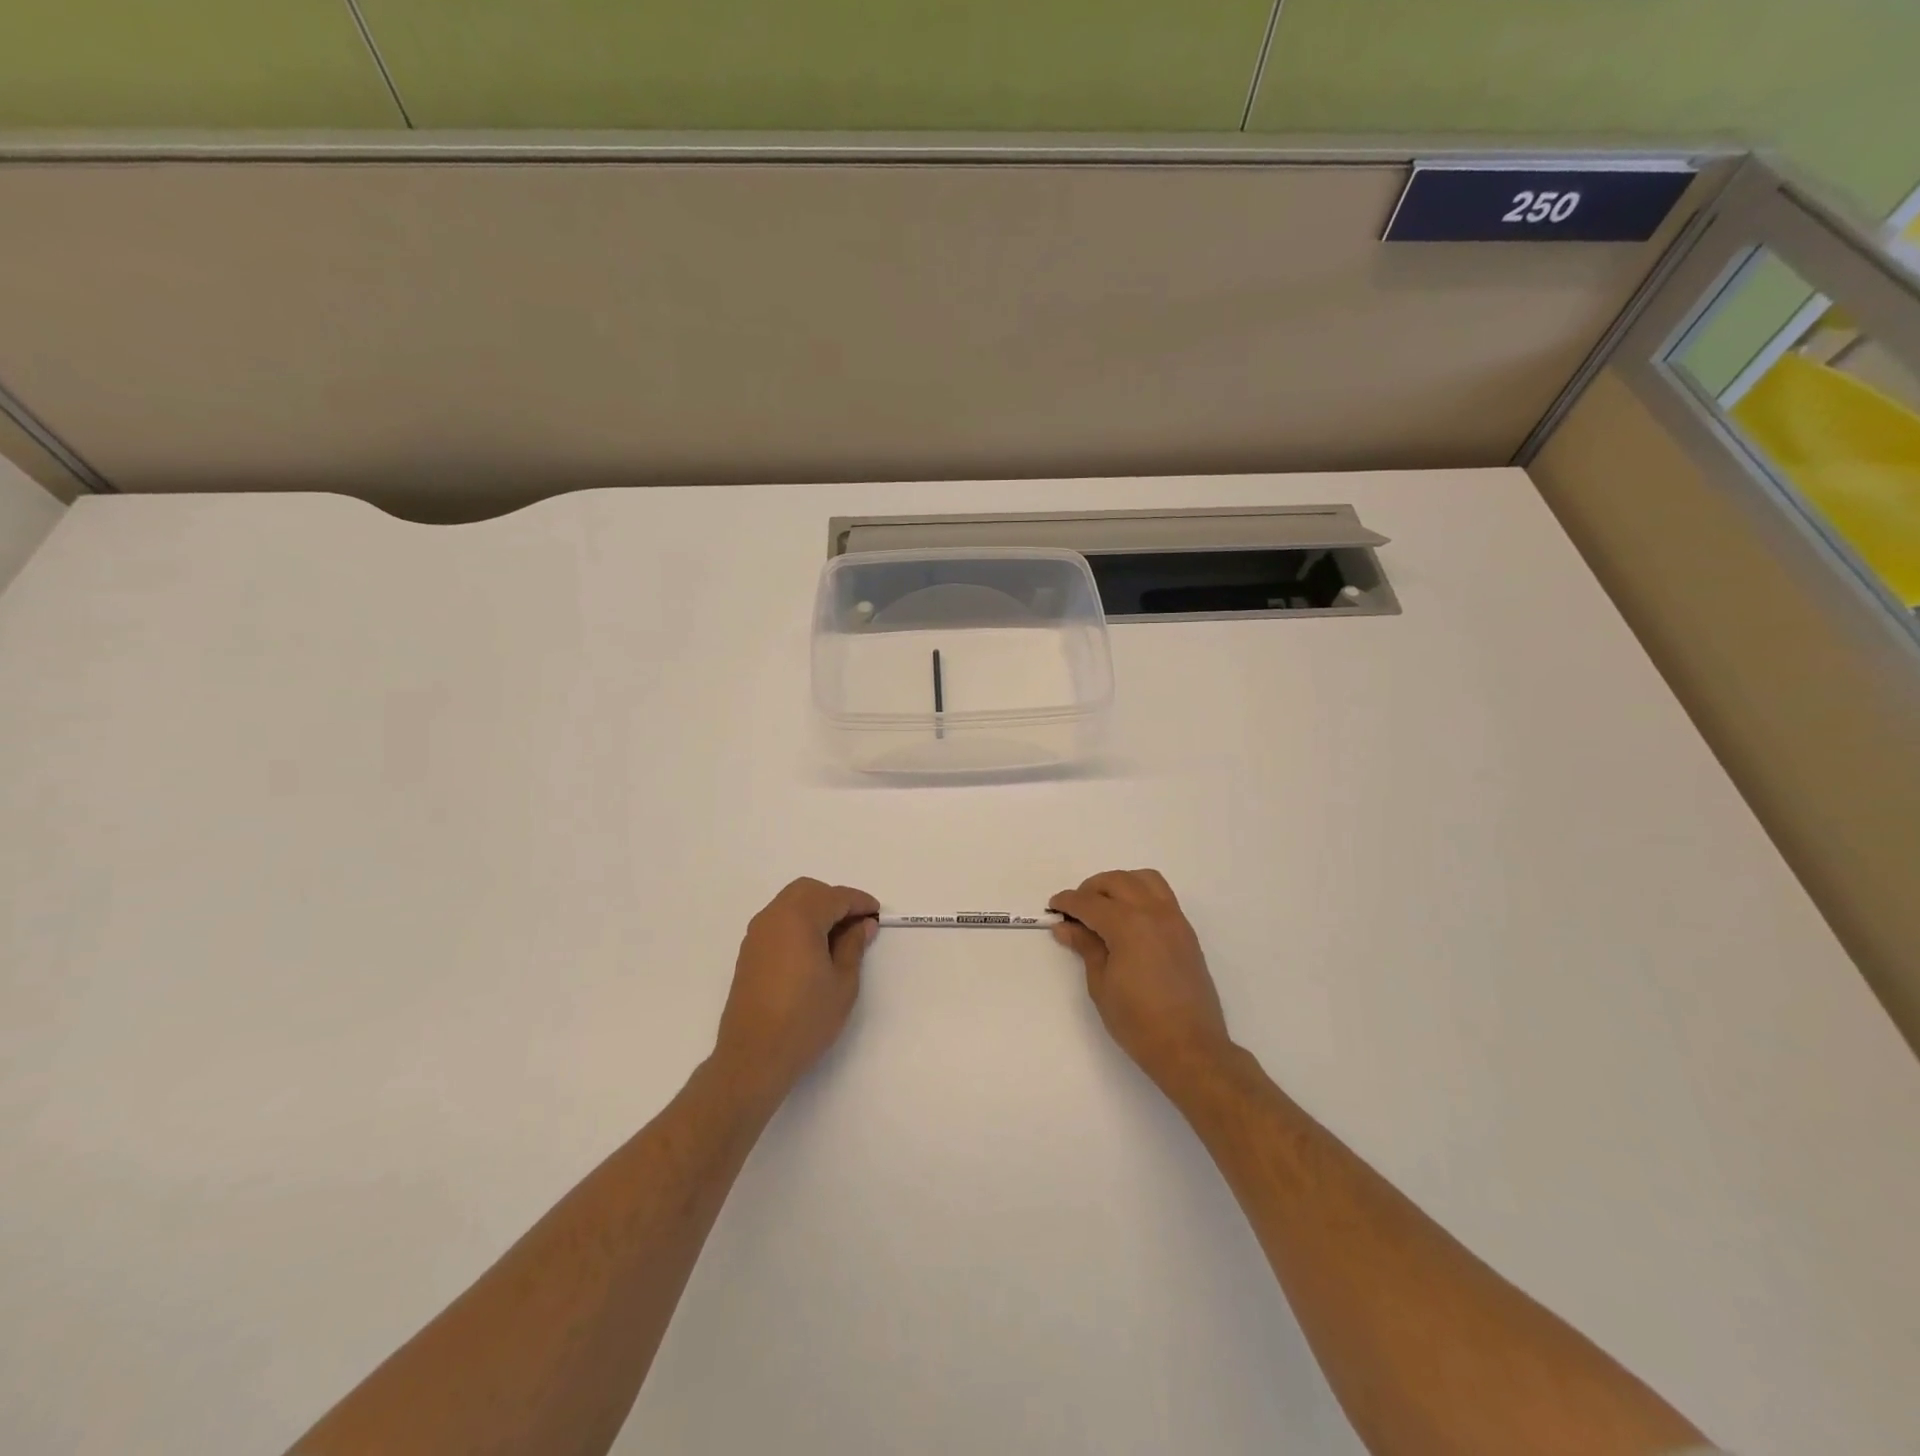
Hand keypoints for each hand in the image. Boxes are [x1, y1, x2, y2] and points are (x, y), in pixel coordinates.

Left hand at [712, 878, 880, 1105]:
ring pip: (790, 904)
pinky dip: (799, 923)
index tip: (876, 915)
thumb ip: (853, 945)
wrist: (753, 1057)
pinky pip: (778, 922)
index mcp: (799, 918)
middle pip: (808, 891)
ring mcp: (757, 934)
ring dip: (815, 910)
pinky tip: (813, 950)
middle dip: (835, 900)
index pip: (835, 897)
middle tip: (857, 923)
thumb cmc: (805, 1019)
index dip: (859, 903)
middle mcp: (773, 917)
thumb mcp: (843, 982)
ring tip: (837, 938)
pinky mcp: (749, 953)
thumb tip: (862, 924)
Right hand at [1050, 870, 1233, 1091]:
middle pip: (1116, 881)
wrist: (1190, 1047)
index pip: (1090, 902)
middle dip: (1091, 889)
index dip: (1068, 902)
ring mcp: (1174, 919)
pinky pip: (1162, 895)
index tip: (1053, 907)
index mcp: (1128, 925)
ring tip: (1104, 907)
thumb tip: (1066, 926)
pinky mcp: (1186, 931)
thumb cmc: (1138, 1022)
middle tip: (1076, 910)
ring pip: (1144, 879)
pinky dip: (1141, 894)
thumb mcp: (1101, 985)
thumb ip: (1086, 947)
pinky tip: (1129, 919)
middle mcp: (1153, 912)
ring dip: (1119, 884)